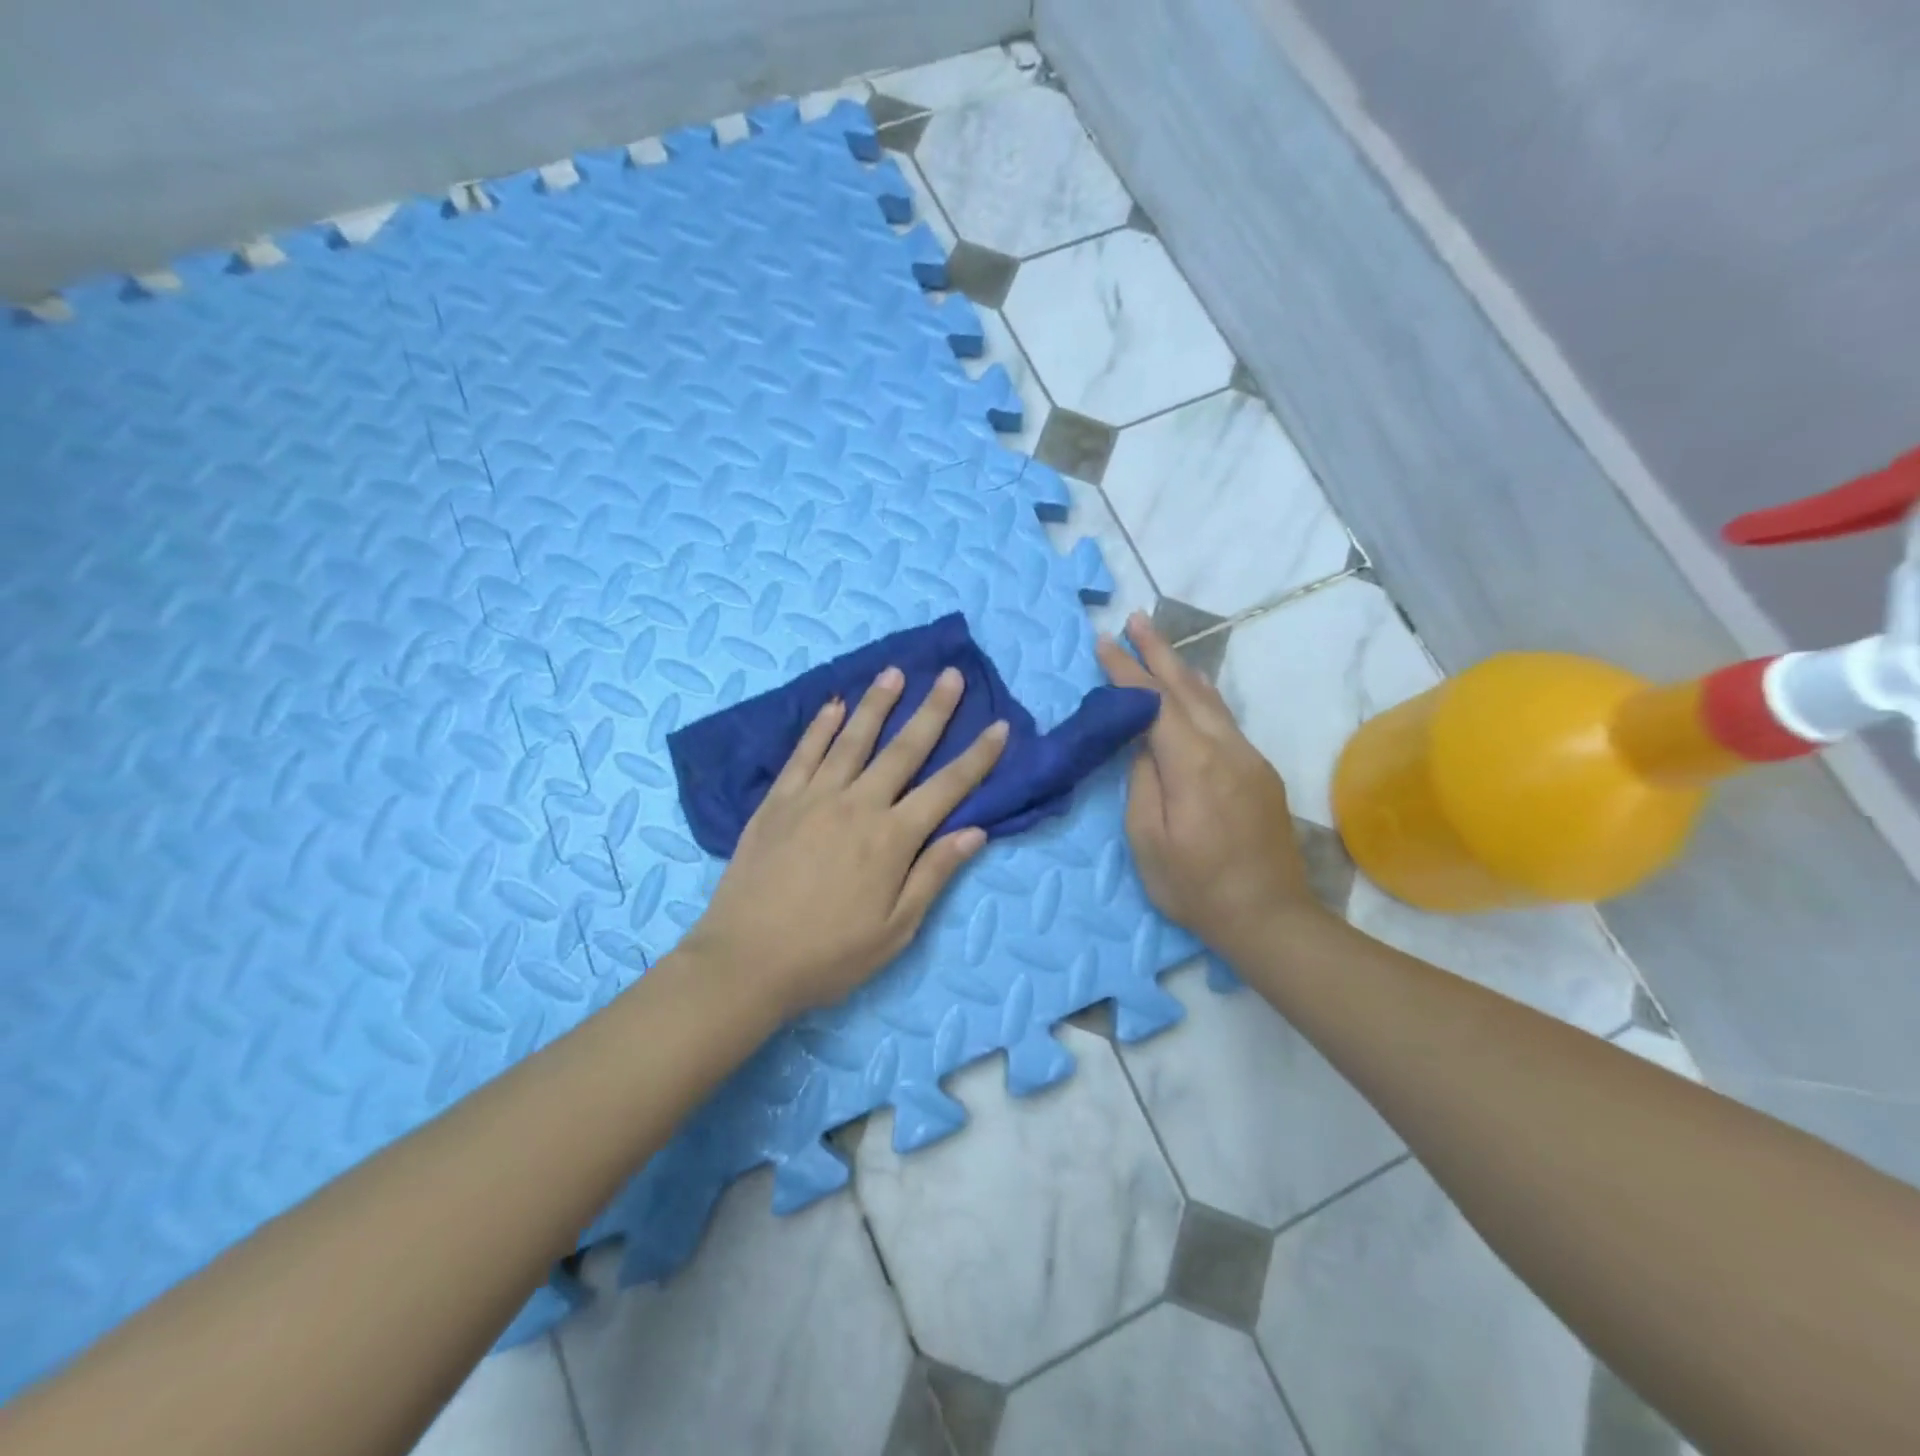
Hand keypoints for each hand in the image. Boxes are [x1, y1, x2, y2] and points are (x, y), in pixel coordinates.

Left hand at [683, 665, 1008, 1018]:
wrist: (745, 962)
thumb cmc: (829, 955)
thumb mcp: (896, 929)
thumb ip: (933, 874)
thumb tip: (975, 831)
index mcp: (892, 839)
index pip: (947, 788)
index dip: (977, 757)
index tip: (999, 727)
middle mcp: (857, 805)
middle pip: (903, 749)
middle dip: (933, 711)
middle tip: (951, 676)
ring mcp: (813, 798)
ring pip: (852, 739)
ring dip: (876, 704)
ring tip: (894, 673)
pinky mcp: (777, 801)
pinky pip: (803, 753)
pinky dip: (820, 727)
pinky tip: (834, 706)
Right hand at [1096, 612, 1325, 954]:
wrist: (1270, 917)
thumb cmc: (1196, 887)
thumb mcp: (1149, 841)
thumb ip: (1142, 782)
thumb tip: (1143, 744)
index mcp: (1194, 764)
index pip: (1154, 703)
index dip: (1127, 670)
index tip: (1103, 641)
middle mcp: (1227, 749)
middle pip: (1188, 688)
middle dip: (1158, 651)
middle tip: (1135, 618)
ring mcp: (1250, 758)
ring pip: (1211, 700)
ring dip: (1181, 668)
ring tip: (1157, 644)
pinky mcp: (1260, 773)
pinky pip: (1224, 719)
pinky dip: (1199, 696)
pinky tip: (1189, 692)